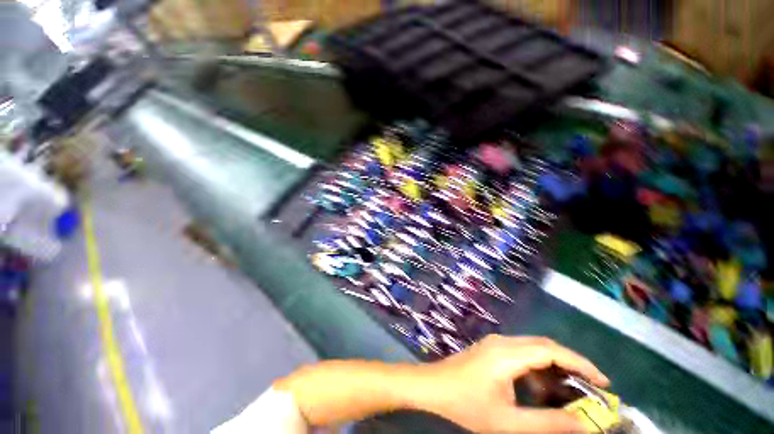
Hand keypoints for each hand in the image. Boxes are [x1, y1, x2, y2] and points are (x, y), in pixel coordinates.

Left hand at [413, 335, 609, 432]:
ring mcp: (495, 343)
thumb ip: (547, 423)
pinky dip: (537, 367)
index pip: (551, 351)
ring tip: (571, 392)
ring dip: (554, 366)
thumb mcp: (508, 422)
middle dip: (571, 364)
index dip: (580, 363)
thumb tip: (583, 425)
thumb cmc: (466, 405)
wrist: (433, 386)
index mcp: (507, 354)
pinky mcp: (490, 349)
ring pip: (532, 348)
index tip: (603, 382)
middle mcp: (503, 342)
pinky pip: (521, 353)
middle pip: (544, 346)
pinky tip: (541, 388)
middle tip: (592, 389)